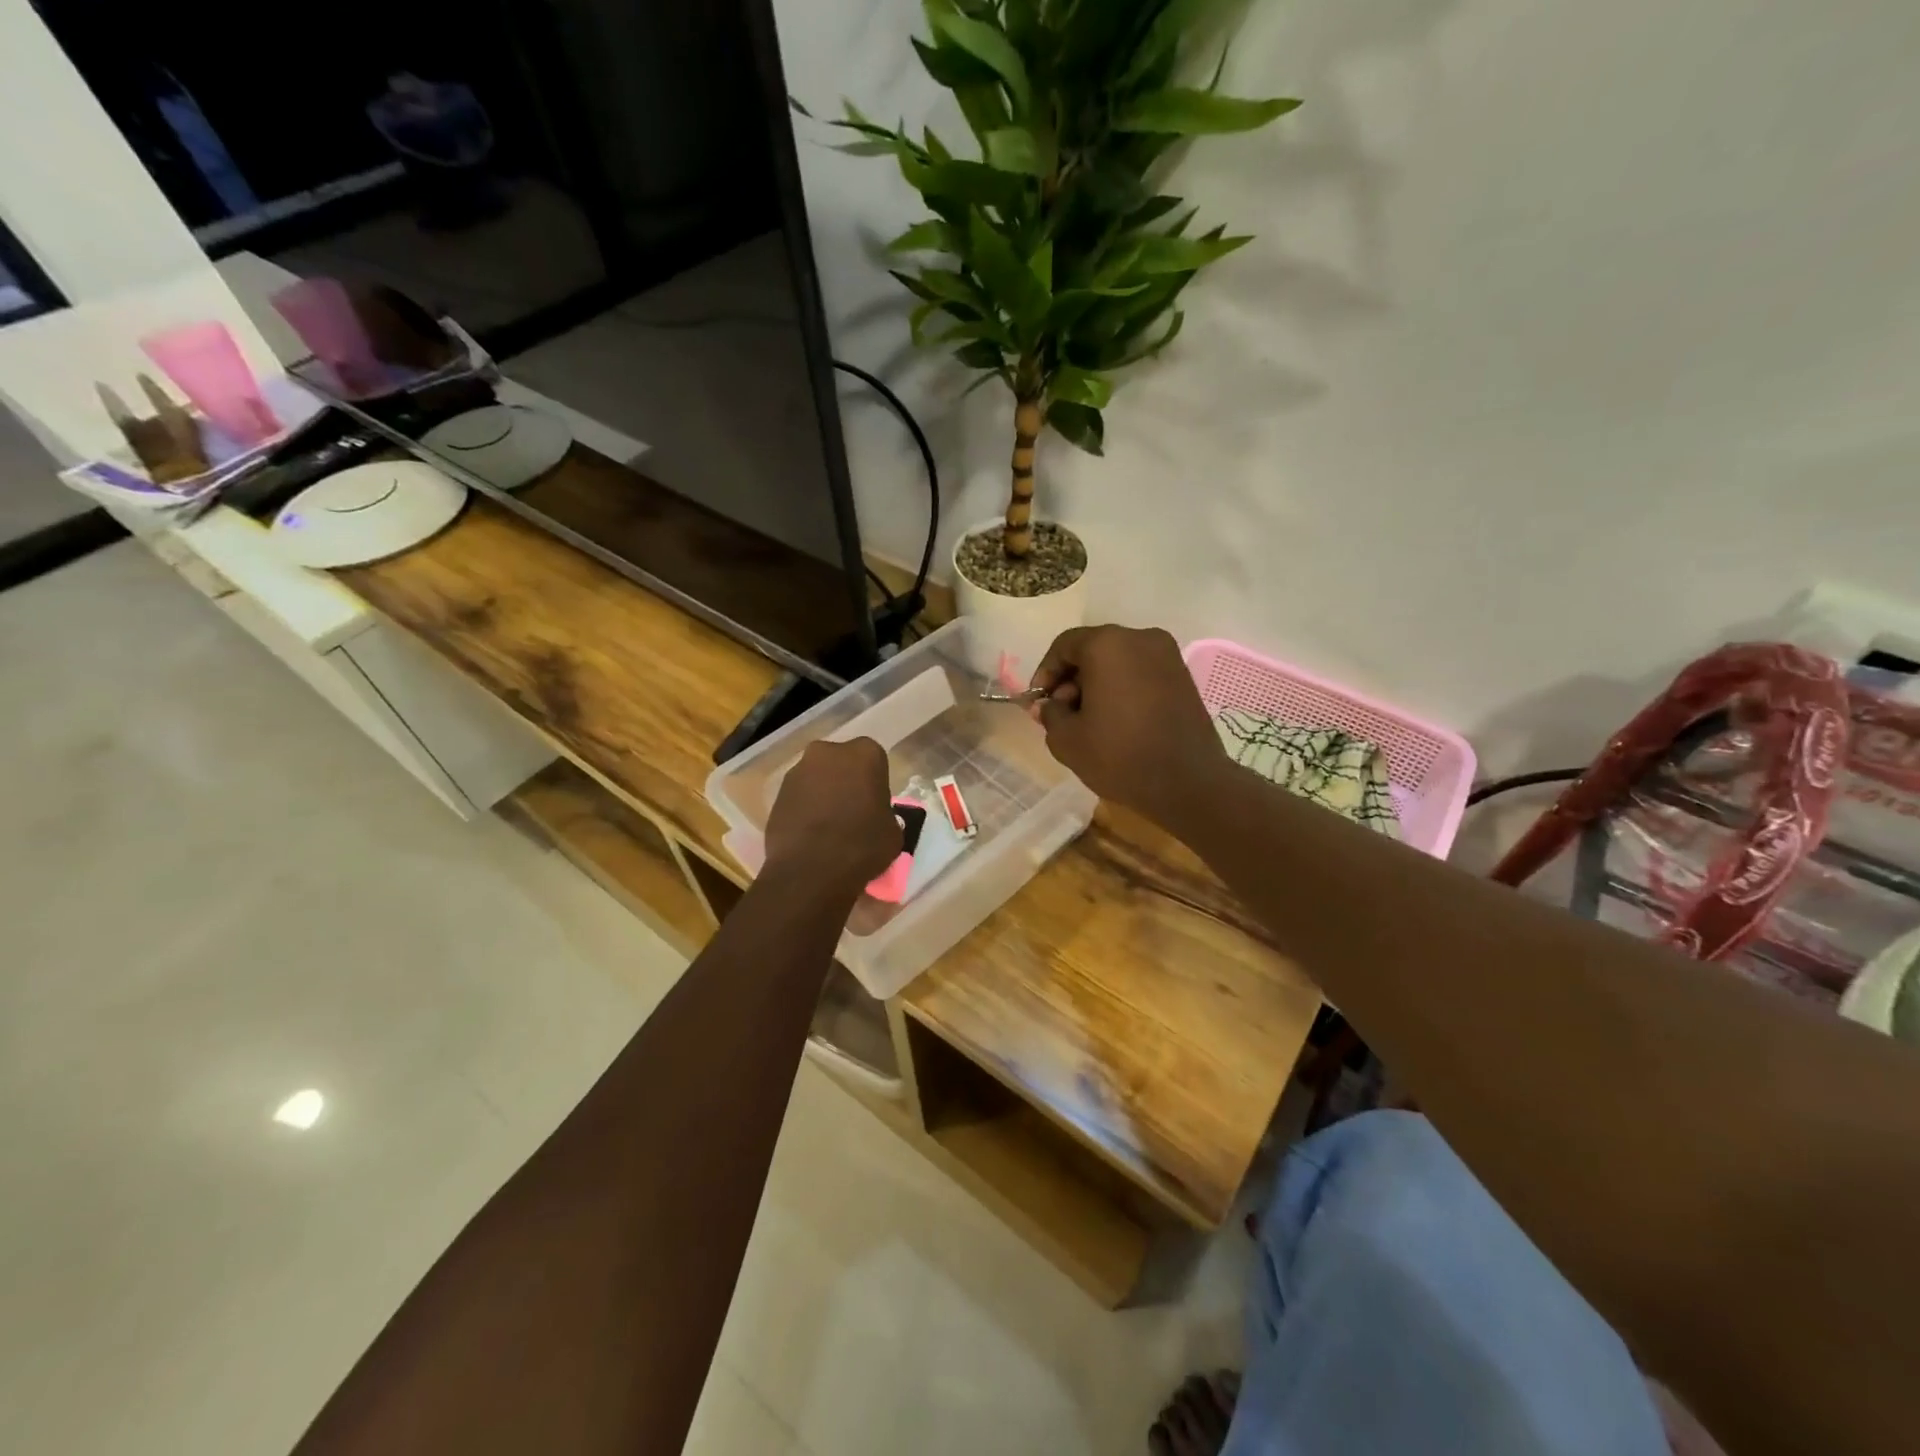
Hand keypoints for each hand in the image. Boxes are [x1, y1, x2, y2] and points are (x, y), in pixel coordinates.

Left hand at [762, 738, 901, 896]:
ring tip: (828, 826)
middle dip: (846, 780)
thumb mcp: (893, 831)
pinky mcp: (776, 792)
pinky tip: (810, 833)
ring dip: (823, 793)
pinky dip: (804, 808)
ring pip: (817, 777)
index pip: (874, 760)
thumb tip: (874, 817)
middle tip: (852, 810)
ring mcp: (798, 770)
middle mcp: (828, 752)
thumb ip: (884, 813)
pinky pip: (798, 796)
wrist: (810, 870)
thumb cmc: (862, 845)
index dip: (874, 782)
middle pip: (841, 763)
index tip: (874, 803)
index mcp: (864, 754)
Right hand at [1029, 626, 1227, 826]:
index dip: (1045, 673)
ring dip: (1097, 684)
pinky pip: (1140, 672)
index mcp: (1107, 645)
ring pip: (1118, 661)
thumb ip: (1050, 713)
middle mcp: (1140, 638)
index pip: (1064, 645)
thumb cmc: (1120, 756)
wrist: (1188, 783)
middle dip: (1071, 679)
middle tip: (1061, 713)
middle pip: (1093, 649)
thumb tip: (1049, 705)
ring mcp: (1167, 655)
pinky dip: (1122, 688)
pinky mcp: (1183, 676)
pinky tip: (1116, 720)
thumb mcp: (1066, 739)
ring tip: (1088, 721)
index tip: (1039, 702)